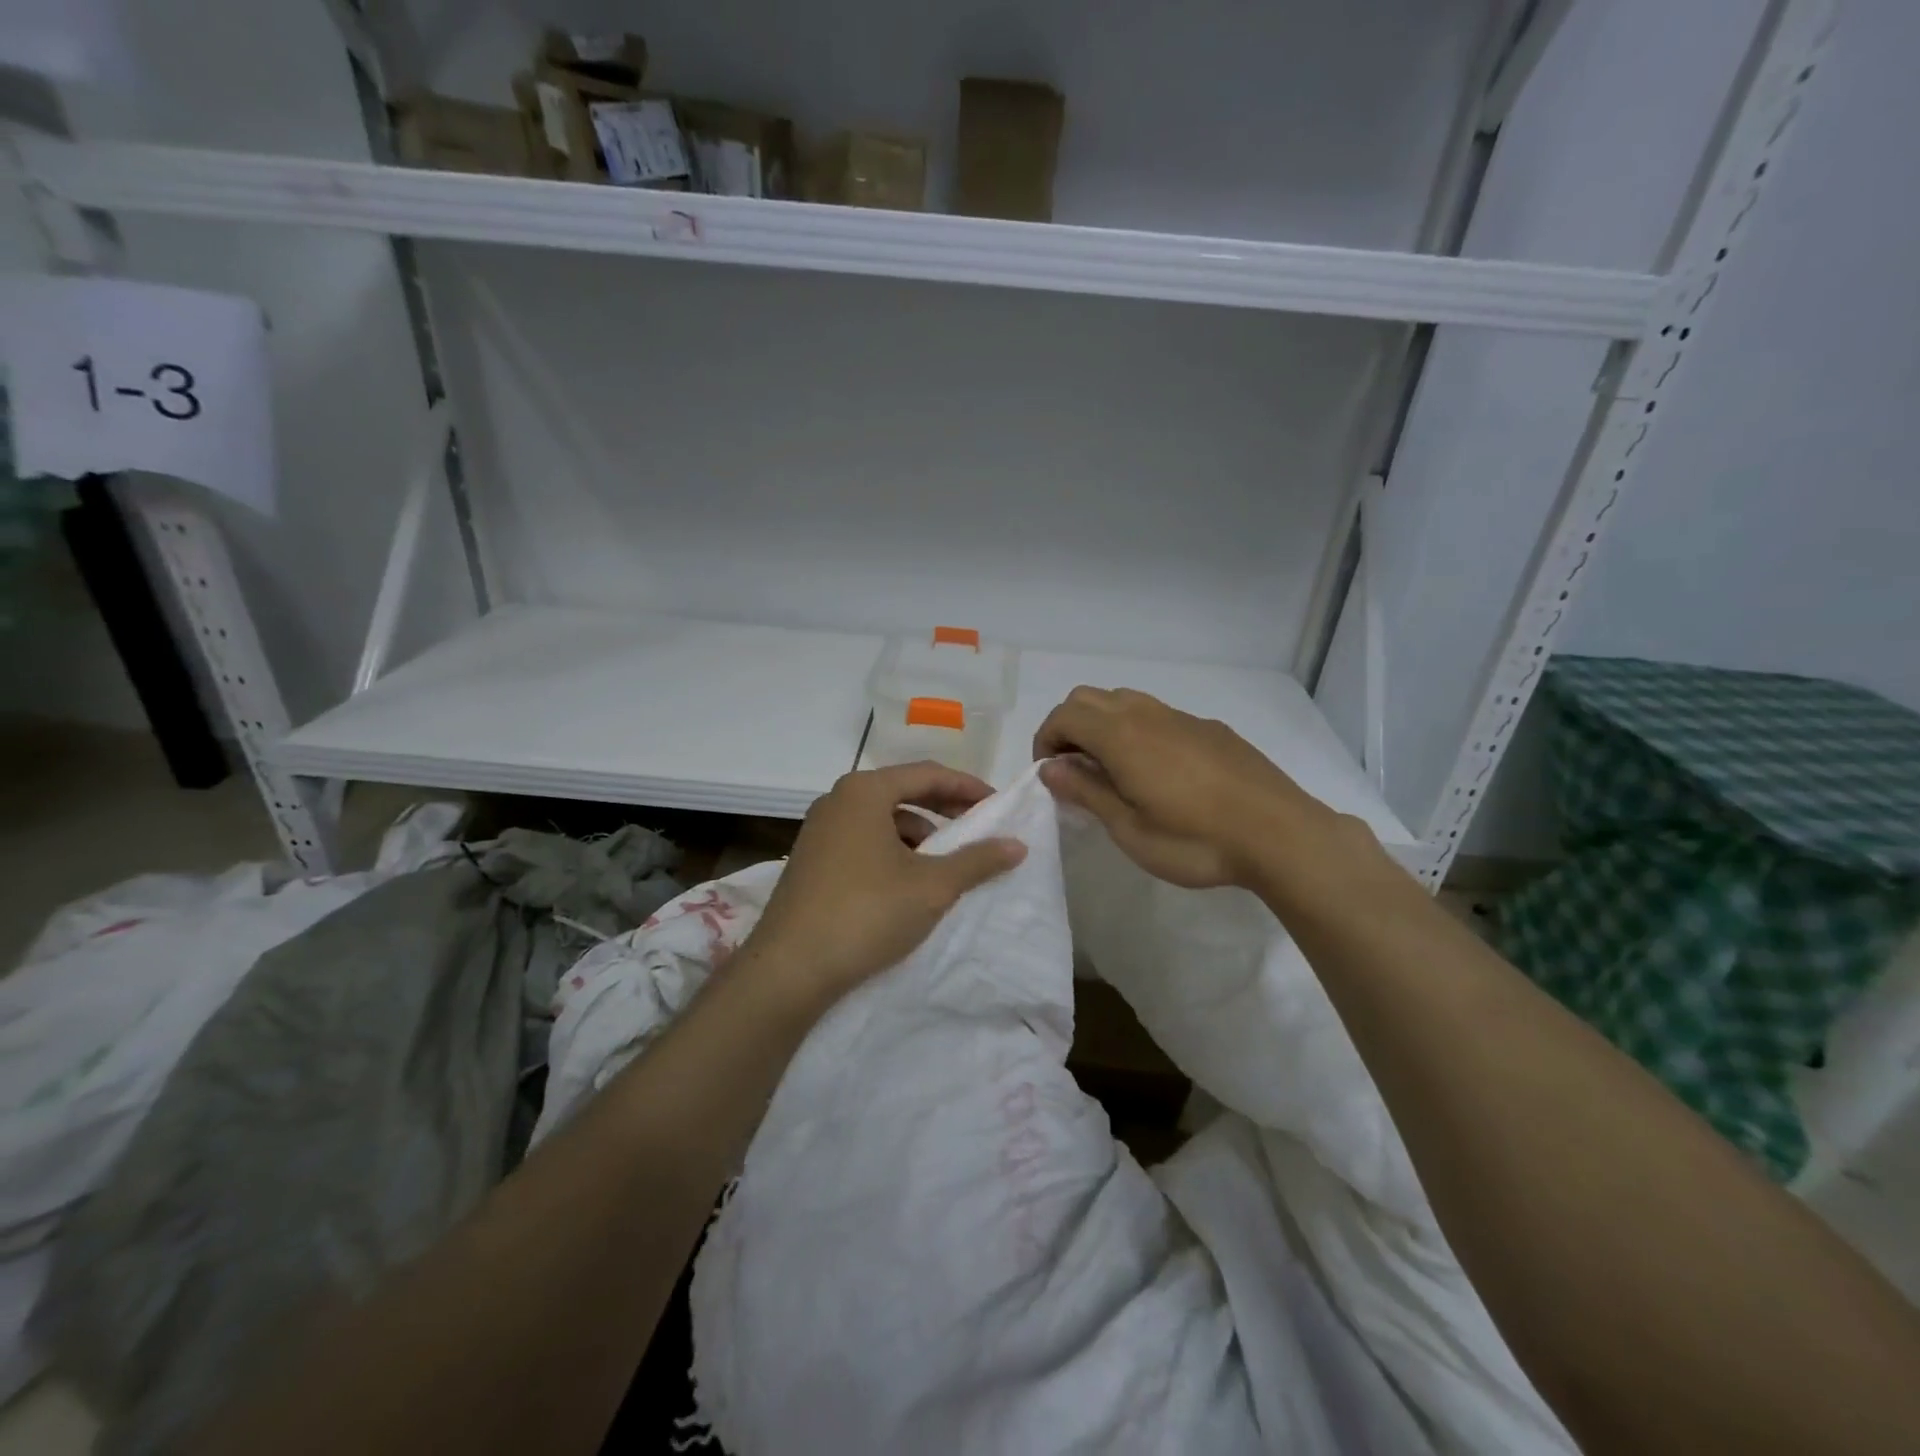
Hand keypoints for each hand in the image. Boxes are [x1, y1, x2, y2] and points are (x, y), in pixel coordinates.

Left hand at [743, 761, 1026, 1004]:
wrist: (789, 969)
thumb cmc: (867, 913)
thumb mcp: (932, 887)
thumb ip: (977, 861)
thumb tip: (1017, 844)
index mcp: (865, 791)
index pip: (928, 774)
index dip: (967, 787)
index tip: (997, 806)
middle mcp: (837, 800)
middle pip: (902, 792)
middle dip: (943, 809)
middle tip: (977, 829)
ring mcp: (819, 830)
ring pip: (881, 819)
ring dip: (918, 834)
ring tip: (944, 862)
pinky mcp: (811, 860)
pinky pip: (862, 841)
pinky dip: (892, 851)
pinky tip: (906, 883)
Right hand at [1033, 686, 1345, 889]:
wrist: (1281, 835)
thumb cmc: (1196, 841)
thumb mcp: (1130, 829)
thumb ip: (1087, 791)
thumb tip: (1050, 768)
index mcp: (1122, 736)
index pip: (1064, 715)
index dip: (1045, 740)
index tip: (1049, 775)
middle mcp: (1147, 714)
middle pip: (1089, 698)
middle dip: (1069, 727)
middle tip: (1074, 770)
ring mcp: (1182, 717)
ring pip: (1125, 700)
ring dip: (1103, 725)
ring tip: (1112, 770)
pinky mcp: (1210, 728)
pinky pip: (1158, 714)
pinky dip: (1136, 730)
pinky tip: (1159, 772)